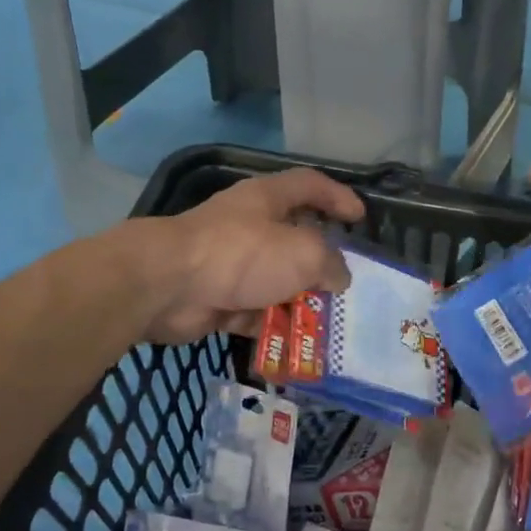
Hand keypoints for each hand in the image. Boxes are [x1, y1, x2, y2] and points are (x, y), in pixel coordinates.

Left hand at [137, 168, 366, 342]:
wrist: (169, 286)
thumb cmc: (242, 254)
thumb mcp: (304, 253)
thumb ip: (331, 264)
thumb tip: (339, 278)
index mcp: (268, 199)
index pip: (310, 185)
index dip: (338, 197)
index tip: (360, 218)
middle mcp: (249, 227)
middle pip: (294, 240)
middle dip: (320, 263)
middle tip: (346, 283)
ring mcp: (231, 264)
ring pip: (276, 281)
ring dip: (300, 301)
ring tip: (327, 323)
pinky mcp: (218, 298)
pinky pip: (255, 312)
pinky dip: (274, 326)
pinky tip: (296, 344)